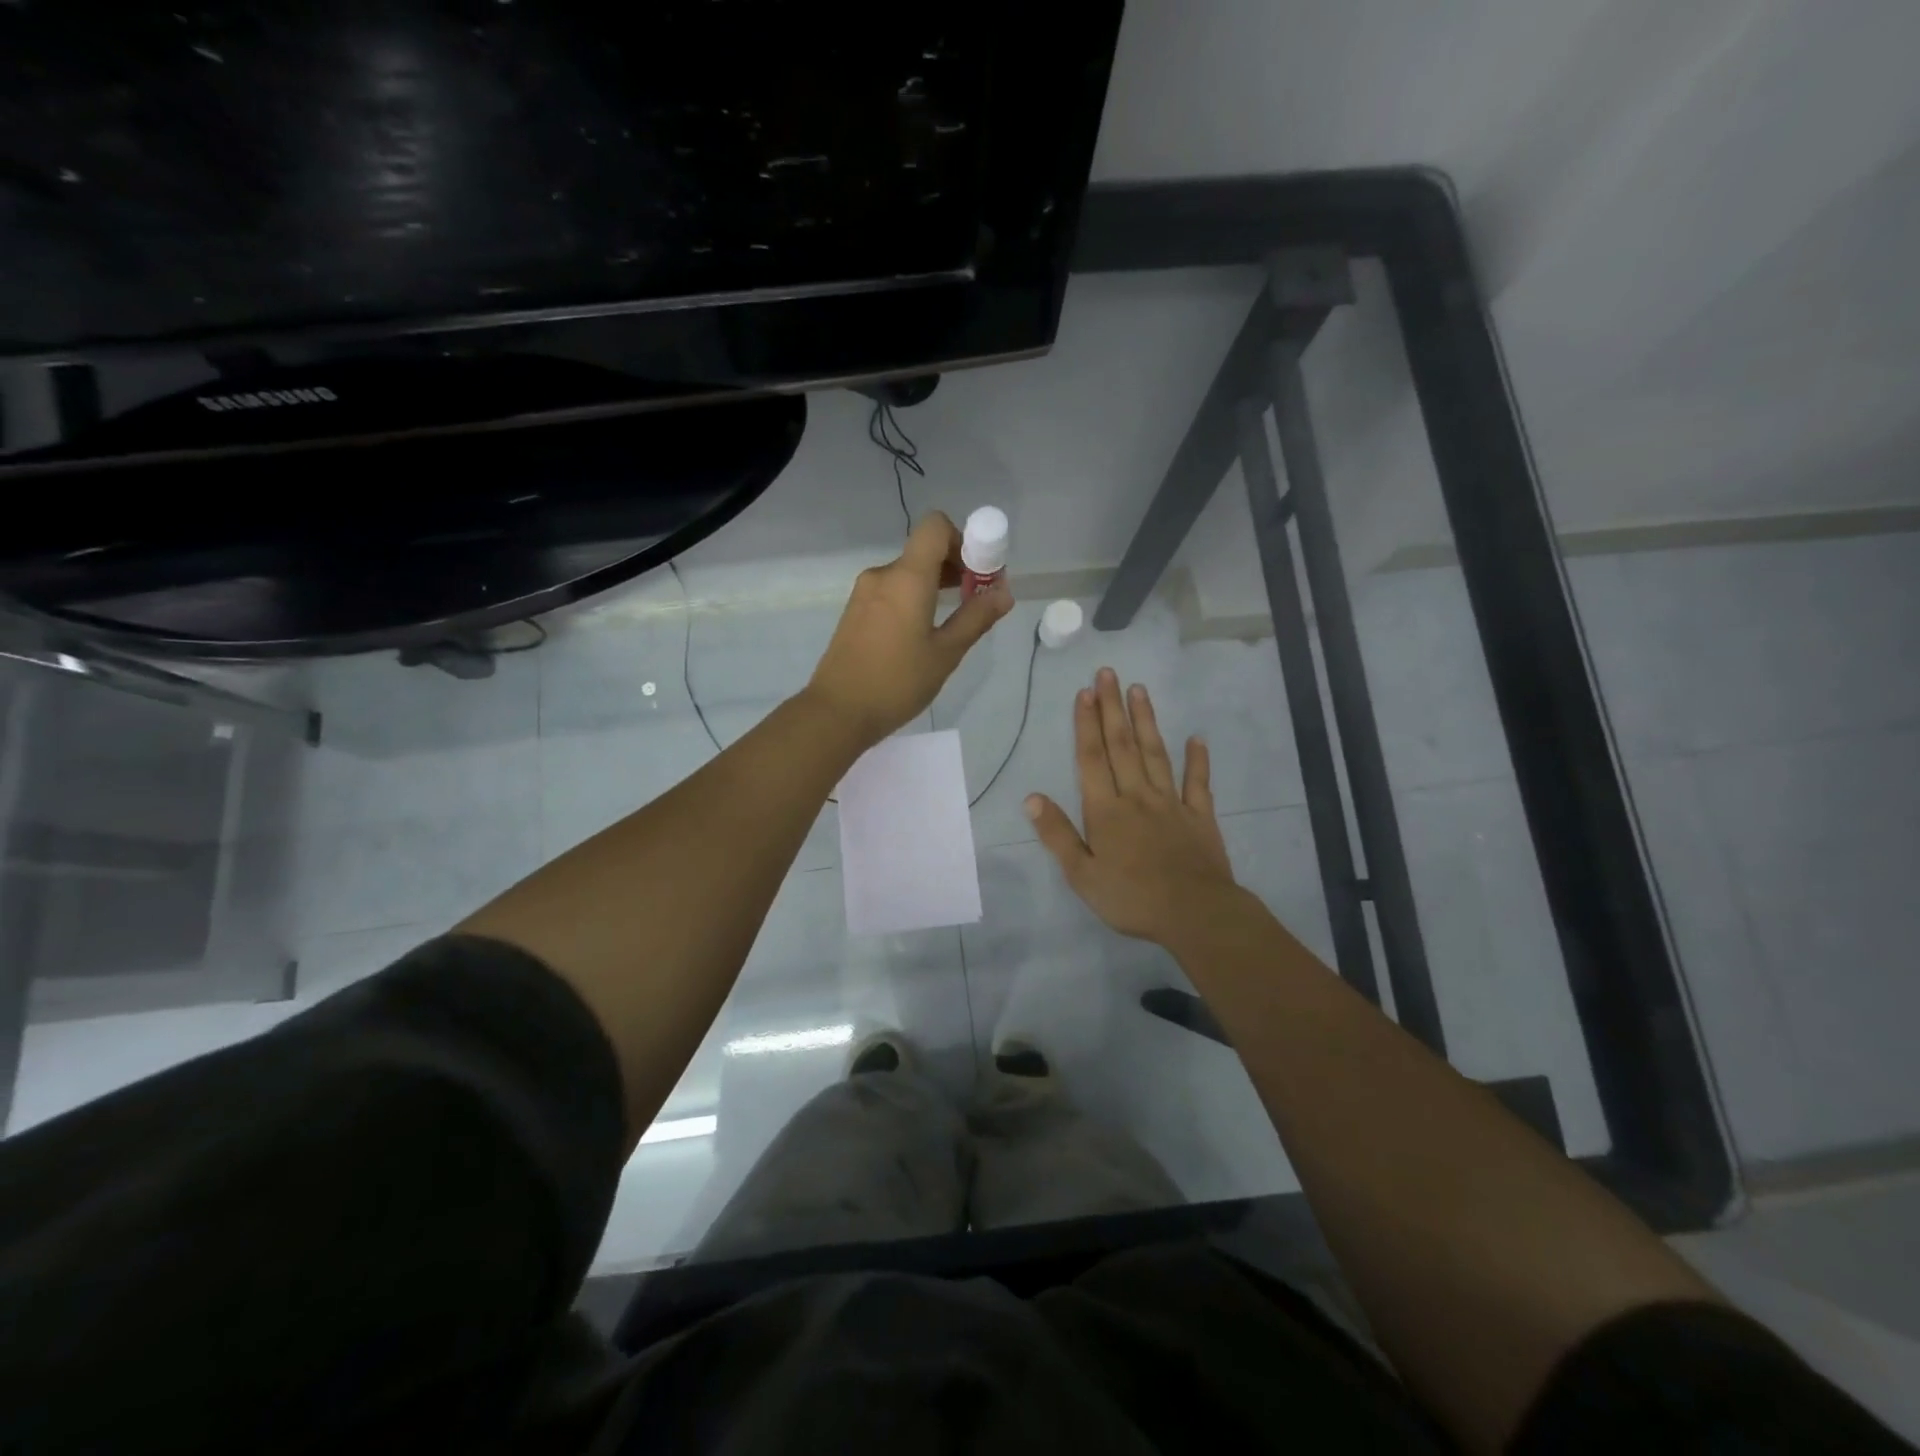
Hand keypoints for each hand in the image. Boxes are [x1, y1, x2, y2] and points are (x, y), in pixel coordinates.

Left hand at [805, 512, 1013, 745]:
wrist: (837, 712)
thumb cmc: (897, 682)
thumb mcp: (946, 653)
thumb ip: (976, 617)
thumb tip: (1004, 592)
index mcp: (907, 577)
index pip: (935, 526)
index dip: (963, 540)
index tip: (977, 574)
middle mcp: (883, 575)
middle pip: (924, 551)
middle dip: (955, 567)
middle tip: (975, 602)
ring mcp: (864, 593)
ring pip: (908, 573)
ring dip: (934, 586)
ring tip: (952, 622)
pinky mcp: (855, 611)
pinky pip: (891, 591)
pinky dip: (913, 599)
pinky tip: (921, 634)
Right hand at [1027, 669, 1241, 947]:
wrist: (1195, 914)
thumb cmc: (1132, 898)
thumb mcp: (1082, 875)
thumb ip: (1057, 834)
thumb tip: (1031, 797)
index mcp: (1106, 811)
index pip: (1091, 759)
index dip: (1086, 724)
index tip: (1085, 692)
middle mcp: (1137, 796)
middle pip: (1122, 745)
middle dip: (1112, 708)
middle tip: (1109, 673)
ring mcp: (1171, 803)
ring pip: (1156, 754)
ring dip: (1146, 721)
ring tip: (1140, 690)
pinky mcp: (1200, 817)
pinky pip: (1198, 783)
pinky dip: (1197, 760)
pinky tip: (1197, 738)